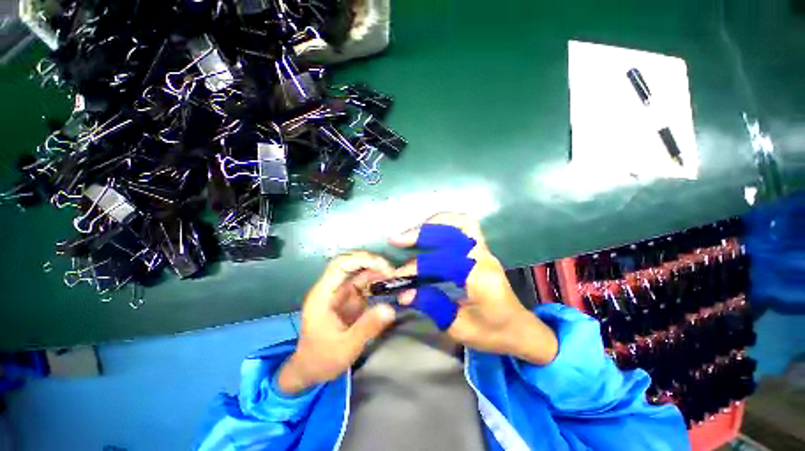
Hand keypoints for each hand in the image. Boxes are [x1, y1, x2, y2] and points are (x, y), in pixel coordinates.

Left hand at [277, 252, 396, 394]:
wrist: (310, 370)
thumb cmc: (322, 359)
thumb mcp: (345, 348)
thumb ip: (367, 328)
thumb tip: (390, 309)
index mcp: (323, 295)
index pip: (339, 266)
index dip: (359, 259)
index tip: (381, 265)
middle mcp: (332, 289)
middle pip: (351, 265)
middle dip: (372, 263)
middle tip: (392, 271)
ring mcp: (342, 294)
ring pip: (360, 273)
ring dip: (377, 272)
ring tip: (394, 278)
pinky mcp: (350, 300)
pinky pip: (365, 285)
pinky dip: (377, 283)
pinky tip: (389, 286)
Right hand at [390, 213, 557, 364]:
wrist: (522, 329)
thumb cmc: (493, 333)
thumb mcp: (459, 327)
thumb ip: (432, 305)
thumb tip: (404, 293)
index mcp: (480, 279)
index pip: (442, 262)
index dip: (417, 267)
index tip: (397, 276)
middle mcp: (484, 258)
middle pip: (452, 232)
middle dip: (422, 233)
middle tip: (397, 239)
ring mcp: (485, 251)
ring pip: (461, 222)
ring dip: (435, 222)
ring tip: (413, 231)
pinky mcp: (482, 250)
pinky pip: (465, 226)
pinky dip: (445, 223)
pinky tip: (431, 230)